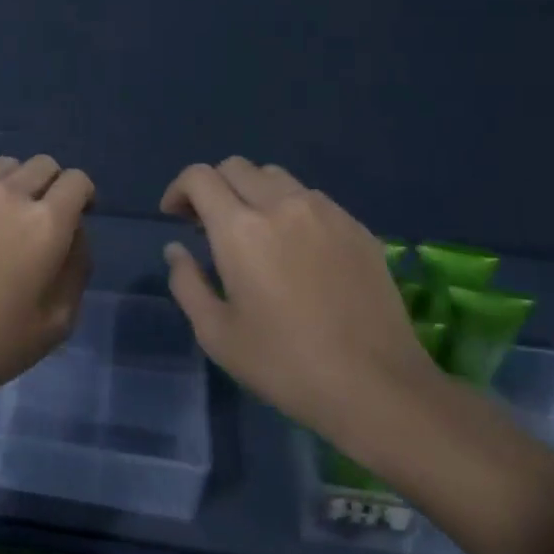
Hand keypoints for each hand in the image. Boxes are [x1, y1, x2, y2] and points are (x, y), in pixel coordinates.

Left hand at [0, 156, 94, 409]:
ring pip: (6, 166)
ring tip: (4, 217)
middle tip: (43, 219)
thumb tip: (74, 234)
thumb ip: (77, 268)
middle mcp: (10, 194)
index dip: (83, 196)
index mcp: (46, 222)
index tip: (77, 218)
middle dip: (53, 186)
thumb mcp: (57, 322)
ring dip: (16, 184)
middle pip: (43, 164)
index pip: (77, 181)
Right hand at [160, 158, 440, 458]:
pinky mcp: (357, 227)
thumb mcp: (217, 335)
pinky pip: (312, 198)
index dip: (179, 189)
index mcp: (240, 229)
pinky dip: (290, 208)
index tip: (175, 217)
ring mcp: (325, 212)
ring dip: (253, 193)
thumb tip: (176, 249)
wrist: (378, 387)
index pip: (199, 176)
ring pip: (276, 177)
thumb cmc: (285, 364)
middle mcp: (281, 205)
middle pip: (236, 166)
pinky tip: (297, 249)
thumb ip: (187, 283)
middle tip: (210, 224)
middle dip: (214, 186)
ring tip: (255, 232)